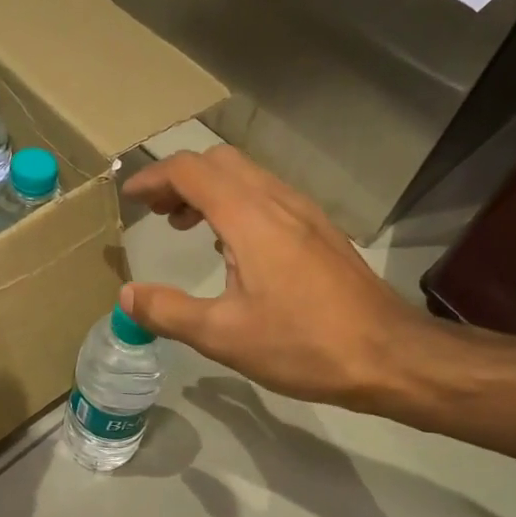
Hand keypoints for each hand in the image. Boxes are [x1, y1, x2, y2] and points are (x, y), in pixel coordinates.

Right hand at [120, 147, 443, 410]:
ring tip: (185, 226)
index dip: (153, 178)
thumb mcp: (224, 336)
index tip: (129, 199)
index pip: (190, 171)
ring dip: (209, 190)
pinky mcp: (320, 231)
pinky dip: (236, 204)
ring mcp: (305, 212)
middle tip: (156, 212)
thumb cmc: (302, 344)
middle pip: (220, 162)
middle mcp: (278, 201)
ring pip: (247, 176)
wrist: (388, 355)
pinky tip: (231, 248)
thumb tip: (127, 296)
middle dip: (180, 178)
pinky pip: (268, 196)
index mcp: (250, 217)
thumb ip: (168, 311)